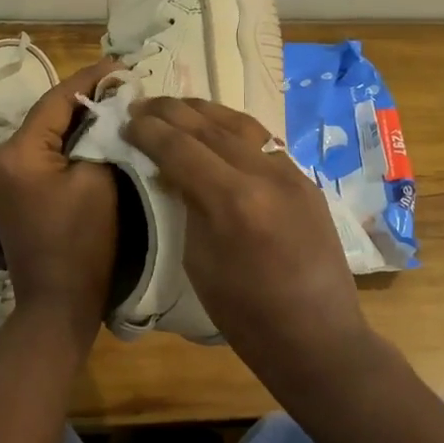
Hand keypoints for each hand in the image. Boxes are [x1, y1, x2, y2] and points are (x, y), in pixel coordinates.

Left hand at [0, 61, 120, 334]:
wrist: (57, 302)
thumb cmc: (83, 244)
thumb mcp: (100, 181)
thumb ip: (101, 134)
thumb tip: (110, 105)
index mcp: (16, 152)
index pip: (57, 100)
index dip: (92, 78)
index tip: (123, 65)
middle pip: (47, 114)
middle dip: (86, 98)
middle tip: (124, 83)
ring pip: (44, 132)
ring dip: (76, 119)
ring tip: (113, 102)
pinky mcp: (9, 189)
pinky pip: (40, 153)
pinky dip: (65, 142)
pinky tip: (92, 133)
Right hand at [124, 96, 370, 366]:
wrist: (316, 338)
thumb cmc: (245, 314)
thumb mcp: (198, 261)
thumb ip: (185, 206)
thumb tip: (170, 172)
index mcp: (232, 200)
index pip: (181, 148)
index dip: (149, 131)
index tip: (127, 120)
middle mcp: (265, 174)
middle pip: (210, 126)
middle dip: (172, 112)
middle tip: (142, 105)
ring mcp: (291, 174)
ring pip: (241, 124)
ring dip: (204, 111)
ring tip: (176, 107)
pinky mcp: (306, 181)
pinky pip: (263, 141)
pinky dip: (233, 128)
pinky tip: (216, 129)